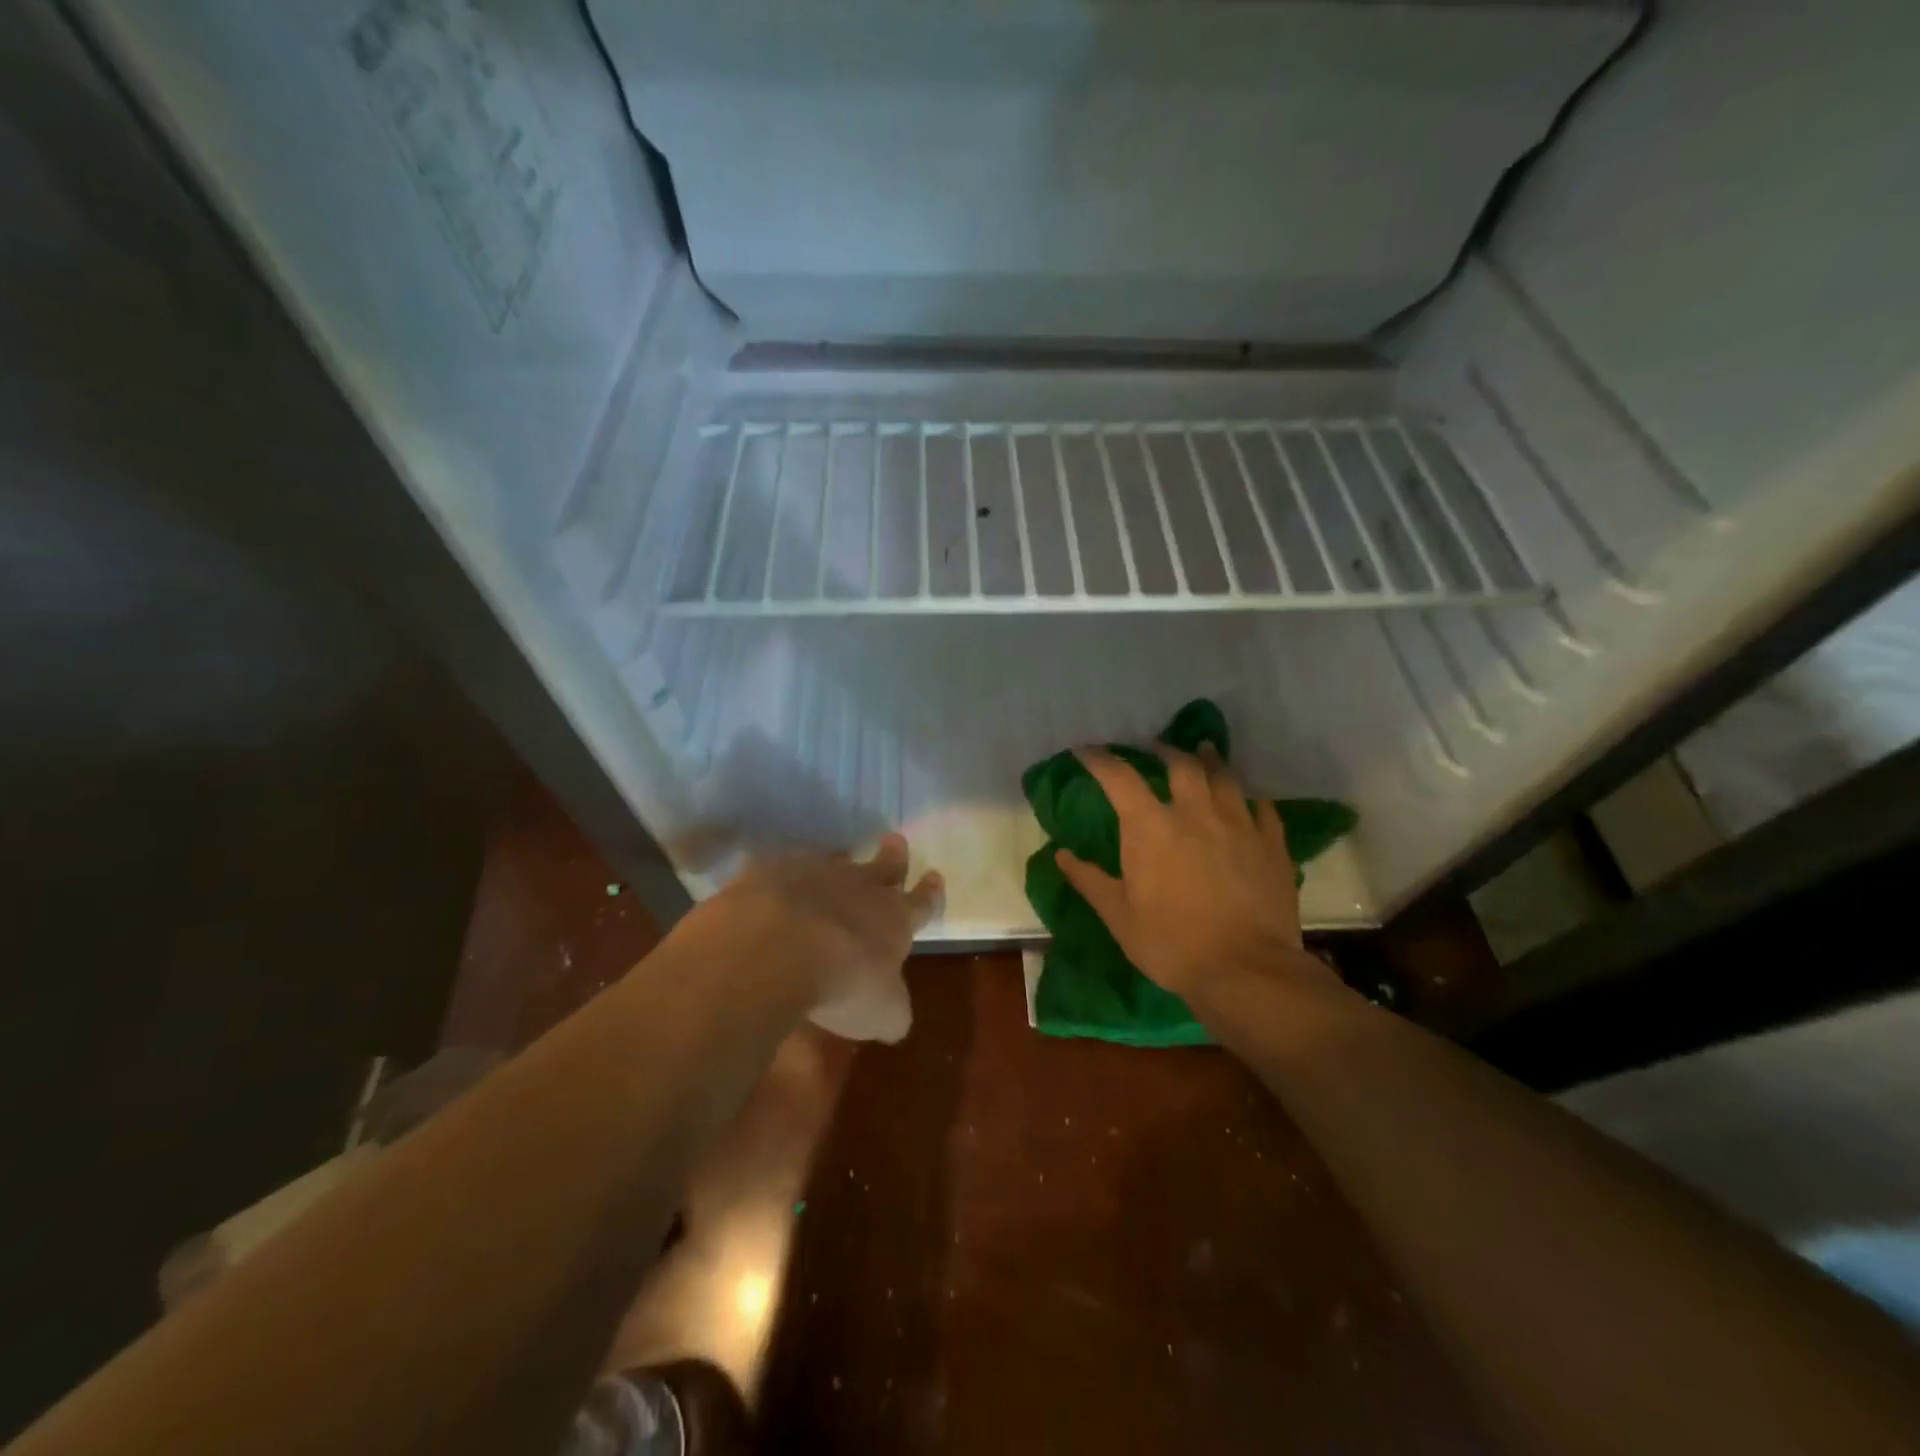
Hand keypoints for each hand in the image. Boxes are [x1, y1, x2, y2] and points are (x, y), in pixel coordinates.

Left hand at [693, 834, 943, 1043]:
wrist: (777, 946)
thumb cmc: (842, 983)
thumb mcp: (880, 1013)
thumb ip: (891, 1011)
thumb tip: (895, 1018)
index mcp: (894, 920)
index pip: (921, 902)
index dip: (930, 892)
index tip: (935, 876)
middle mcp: (860, 888)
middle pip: (885, 865)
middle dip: (894, 855)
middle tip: (895, 841)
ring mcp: (815, 873)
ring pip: (836, 860)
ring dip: (839, 862)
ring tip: (838, 858)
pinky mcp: (773, 871)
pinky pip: (783, 867)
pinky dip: (785, 875)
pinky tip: (775, 883)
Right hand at [1055, 745, 1339, 1016]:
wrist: (1247, 971)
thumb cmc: (1172, 944)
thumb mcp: (1119, 917)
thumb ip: (1090, 880)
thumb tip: (1061, 854)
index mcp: (1152, 828)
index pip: (1120, 778)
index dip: (1099, 759)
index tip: (1085, 751)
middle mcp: (1196, 814)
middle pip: (1181, 764)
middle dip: (1164, 750)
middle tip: (1154, 748)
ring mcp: (1239, 826)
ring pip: (1226, 778)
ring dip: (1211, 761)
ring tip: (1204, 752)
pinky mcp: (1272, 846)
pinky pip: (1263, 810)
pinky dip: (1252, 801)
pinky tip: (1250, 802)